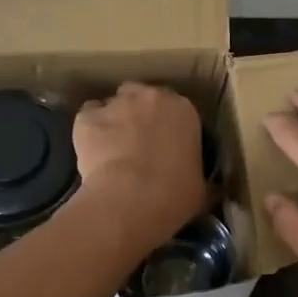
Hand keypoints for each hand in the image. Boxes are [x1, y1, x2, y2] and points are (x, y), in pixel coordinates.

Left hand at [72, 83, 206, 252]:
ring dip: (114, 119)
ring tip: (112, 148)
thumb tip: (209, 188)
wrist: (130, 199)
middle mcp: (151, 97)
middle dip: (140, 114)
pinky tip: (91, 152)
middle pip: (143, 97)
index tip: (166, 144)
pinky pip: (88, 118)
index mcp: (185, 110)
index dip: (169, 125)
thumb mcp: (200, 188)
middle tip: (138, 142)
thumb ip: (199, 176)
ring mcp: (117, 104)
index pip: (177, 108)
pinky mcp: (87, 117)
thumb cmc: (174, 194)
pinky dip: (89, 131)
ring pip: (113, 104)